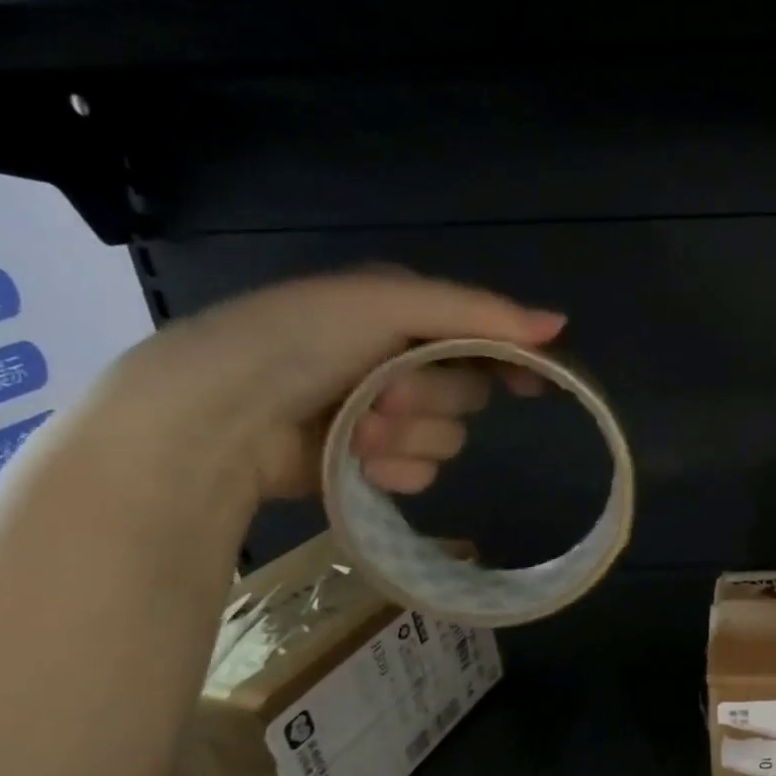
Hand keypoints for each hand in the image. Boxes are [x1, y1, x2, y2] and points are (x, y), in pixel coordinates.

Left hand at [102, 270, 564, 504]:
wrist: (215, 416)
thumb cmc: (299, 340)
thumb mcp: (387, 303)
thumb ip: (478, 312)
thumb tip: (560, 324)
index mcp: (401, 314)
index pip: (482, 336)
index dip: (512, 359)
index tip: (534, 383)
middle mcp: (398, 361)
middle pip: (468, 392)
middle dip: (432, 396)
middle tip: (385, 393)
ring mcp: (384, 416)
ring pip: (448, 437)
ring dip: (408, 435)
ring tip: (355, 430)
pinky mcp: (370, 463)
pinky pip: (422, 472)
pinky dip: (397, 468)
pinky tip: (363, 464)